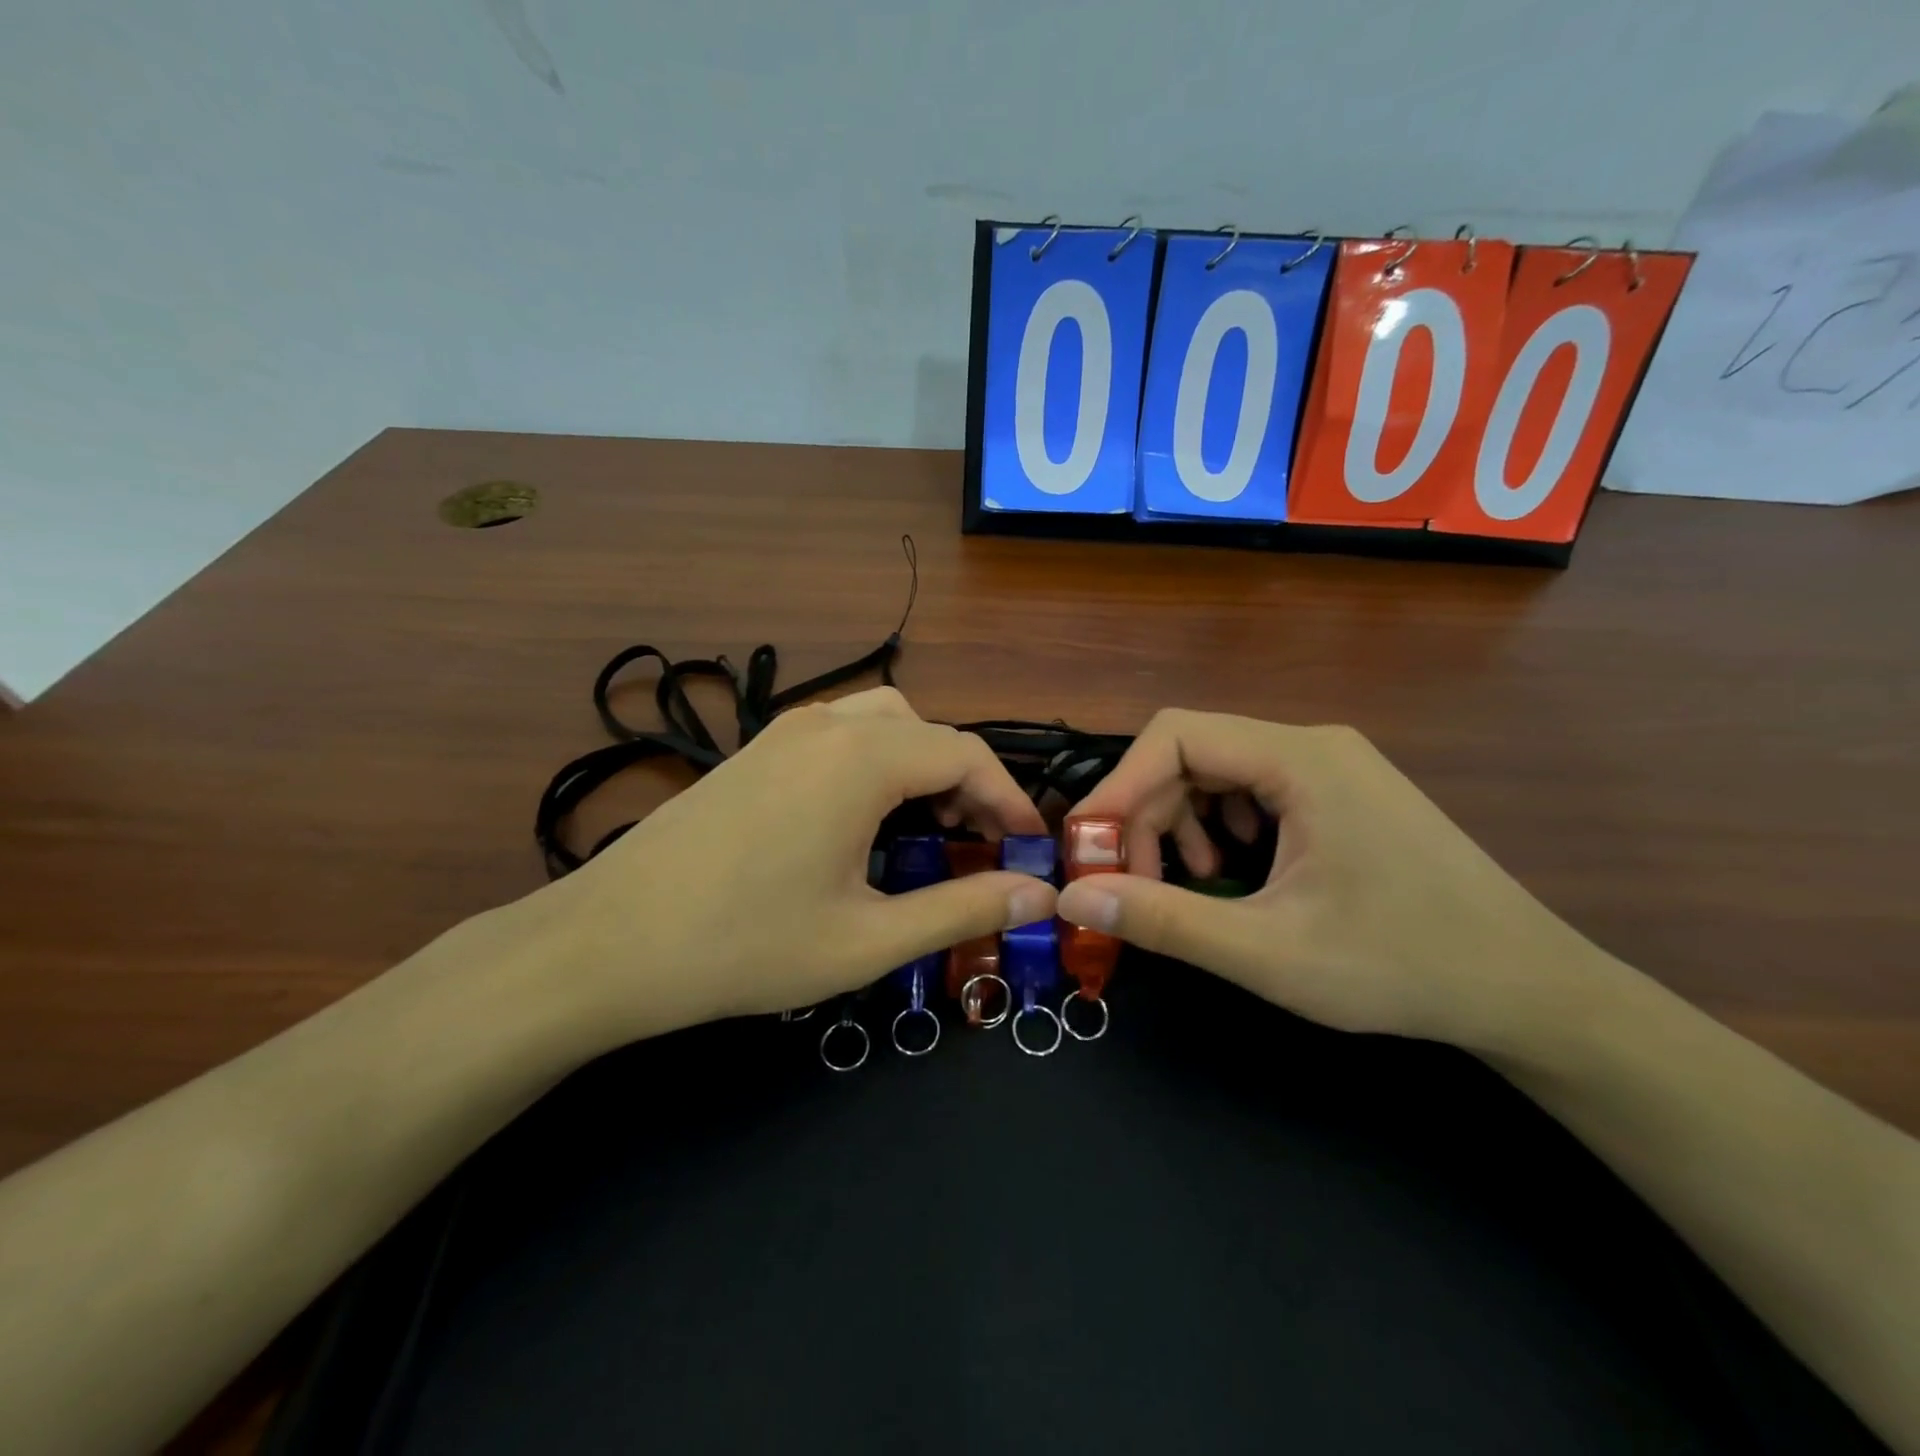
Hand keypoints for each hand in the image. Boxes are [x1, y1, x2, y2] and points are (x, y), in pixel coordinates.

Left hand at [519, 688, 1055, 1045]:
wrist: (607, 943)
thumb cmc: (745, 946)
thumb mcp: (868, 938)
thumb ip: (962, 908)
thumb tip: (1040, 892)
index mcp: (861, 759)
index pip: (965, 755)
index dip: (1009, 799)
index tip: (1030, 846)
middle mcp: (826, 726)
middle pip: (927, 731)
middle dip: (967, 780)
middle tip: (979, 840)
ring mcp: (782, 732)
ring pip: (882, 721)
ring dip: (920, 763)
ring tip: (928, 824)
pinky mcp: (754, 751)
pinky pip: (839, 734)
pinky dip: (876, 761)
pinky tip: (862, 818)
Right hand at [1056, 709, 1620, 1057]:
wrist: (1530, 991)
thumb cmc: (1400, 966)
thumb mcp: (1267, 951)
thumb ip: (1163, 920)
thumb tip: (1072, 899)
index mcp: (1300, 758)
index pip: (1175, 735)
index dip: (1119, 786)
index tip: (1089, 847)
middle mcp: (1314, 745)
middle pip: (1194, 754)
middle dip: (1149, 815)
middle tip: (1134, 884)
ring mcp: (1333, 767)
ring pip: (1221, 773)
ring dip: (1183, 824)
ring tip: (1189, 886)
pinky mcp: (1342, 795)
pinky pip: (1255, 792)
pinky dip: (1222, 829)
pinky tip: (1234, 876)